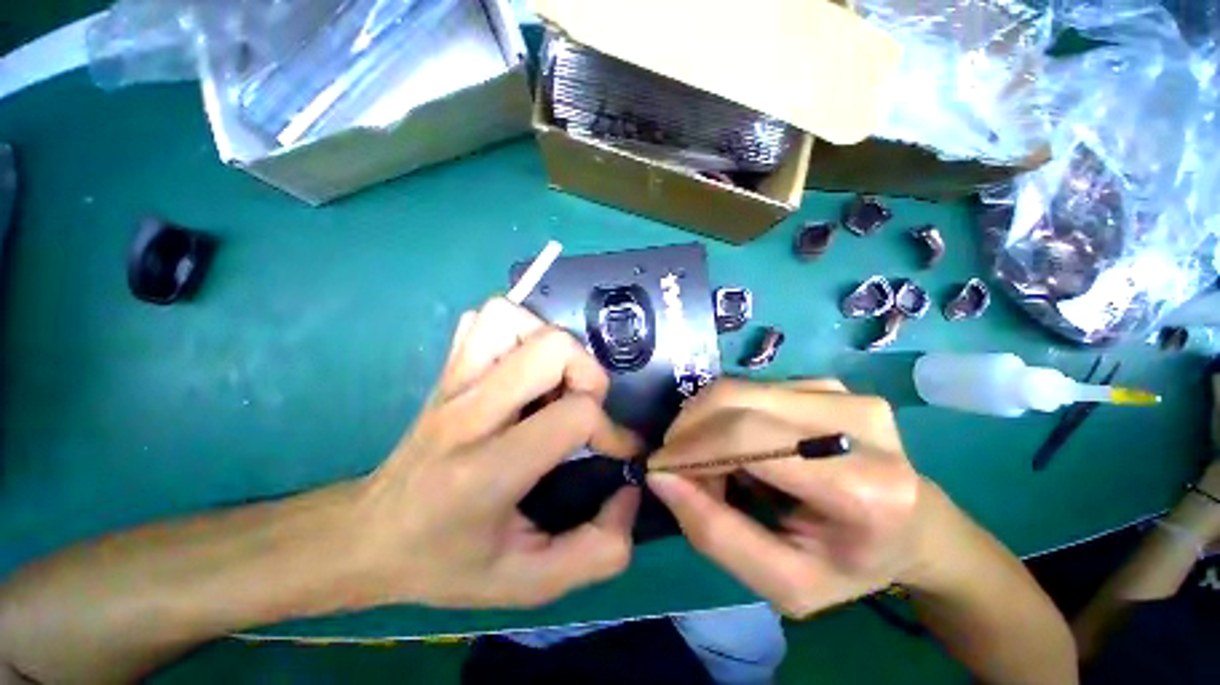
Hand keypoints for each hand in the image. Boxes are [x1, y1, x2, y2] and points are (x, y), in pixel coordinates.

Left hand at [350, 298, 641, 607]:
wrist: (369, 534)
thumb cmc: (446, 562)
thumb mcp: (528, 583)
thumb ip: (596, 551)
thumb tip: (630, 491)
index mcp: (486, 471)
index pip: (572, 415)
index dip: (610, 430)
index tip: (616, 450)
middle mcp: (468, 412)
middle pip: (552, 348)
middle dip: (588, 373)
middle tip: (586, 406)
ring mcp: (453, 380)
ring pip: (514, 318)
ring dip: (551, 343)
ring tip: (556, 381)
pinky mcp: (448, 367)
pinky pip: (488, 319)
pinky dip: (519, 330)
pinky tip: (524, 367)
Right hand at [647, 379, 922, 617]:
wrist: (915, 526)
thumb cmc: (852, 565)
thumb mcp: (785, 582)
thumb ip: (715, 534)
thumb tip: (661, 476)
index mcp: (863, 484)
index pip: (747, 437)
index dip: (690, 447)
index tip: (658, 467)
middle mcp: (856, 420)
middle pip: (735, 400)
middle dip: (690, 431)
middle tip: (681, 468)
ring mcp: (841, 391)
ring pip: (736, 390)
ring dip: (706, 424)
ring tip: (711, 462)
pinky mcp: (824, 382)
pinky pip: (749, 389)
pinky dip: (725, 416)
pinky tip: (737, 445)